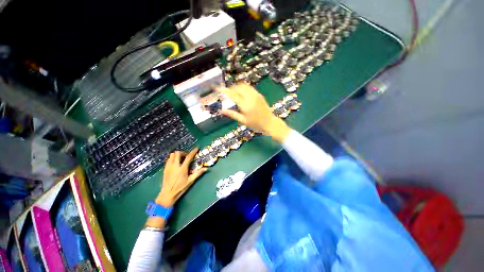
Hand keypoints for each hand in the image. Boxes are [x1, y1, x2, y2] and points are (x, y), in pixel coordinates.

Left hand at [155, 148, 207, 207]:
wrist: (167, 194)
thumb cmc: (180, 188)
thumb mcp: (190, 181)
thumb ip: (198, 173)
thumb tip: (206, 168)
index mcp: (182, 168)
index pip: (188, 157)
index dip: (193, 151)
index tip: (196, 148)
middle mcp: (175, 166)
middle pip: (177, 153)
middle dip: (183, 152)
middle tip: (186, 157)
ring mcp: (169, 167)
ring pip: (171, 155)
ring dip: (177, 155)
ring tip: (180, 159)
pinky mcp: (165, 169)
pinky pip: (168, 159)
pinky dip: (172, 159)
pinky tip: (175, 164)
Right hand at [216, 84, 290, 142]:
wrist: (270, 122)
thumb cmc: (256, 124)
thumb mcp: (243, 120)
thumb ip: (232, 114)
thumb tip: (221, 111)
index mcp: (245, 105)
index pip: (232, 95)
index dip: (224, 90)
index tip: (217, 88)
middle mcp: (250, 97)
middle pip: (238, 87)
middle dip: (231, 88)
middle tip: (226, 92)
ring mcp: (256, 95)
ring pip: (244, 85)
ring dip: (237, 87)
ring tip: (233, 92)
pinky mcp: (259, 94)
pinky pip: (249, 87)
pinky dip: (243, 88)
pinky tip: (242, 93)